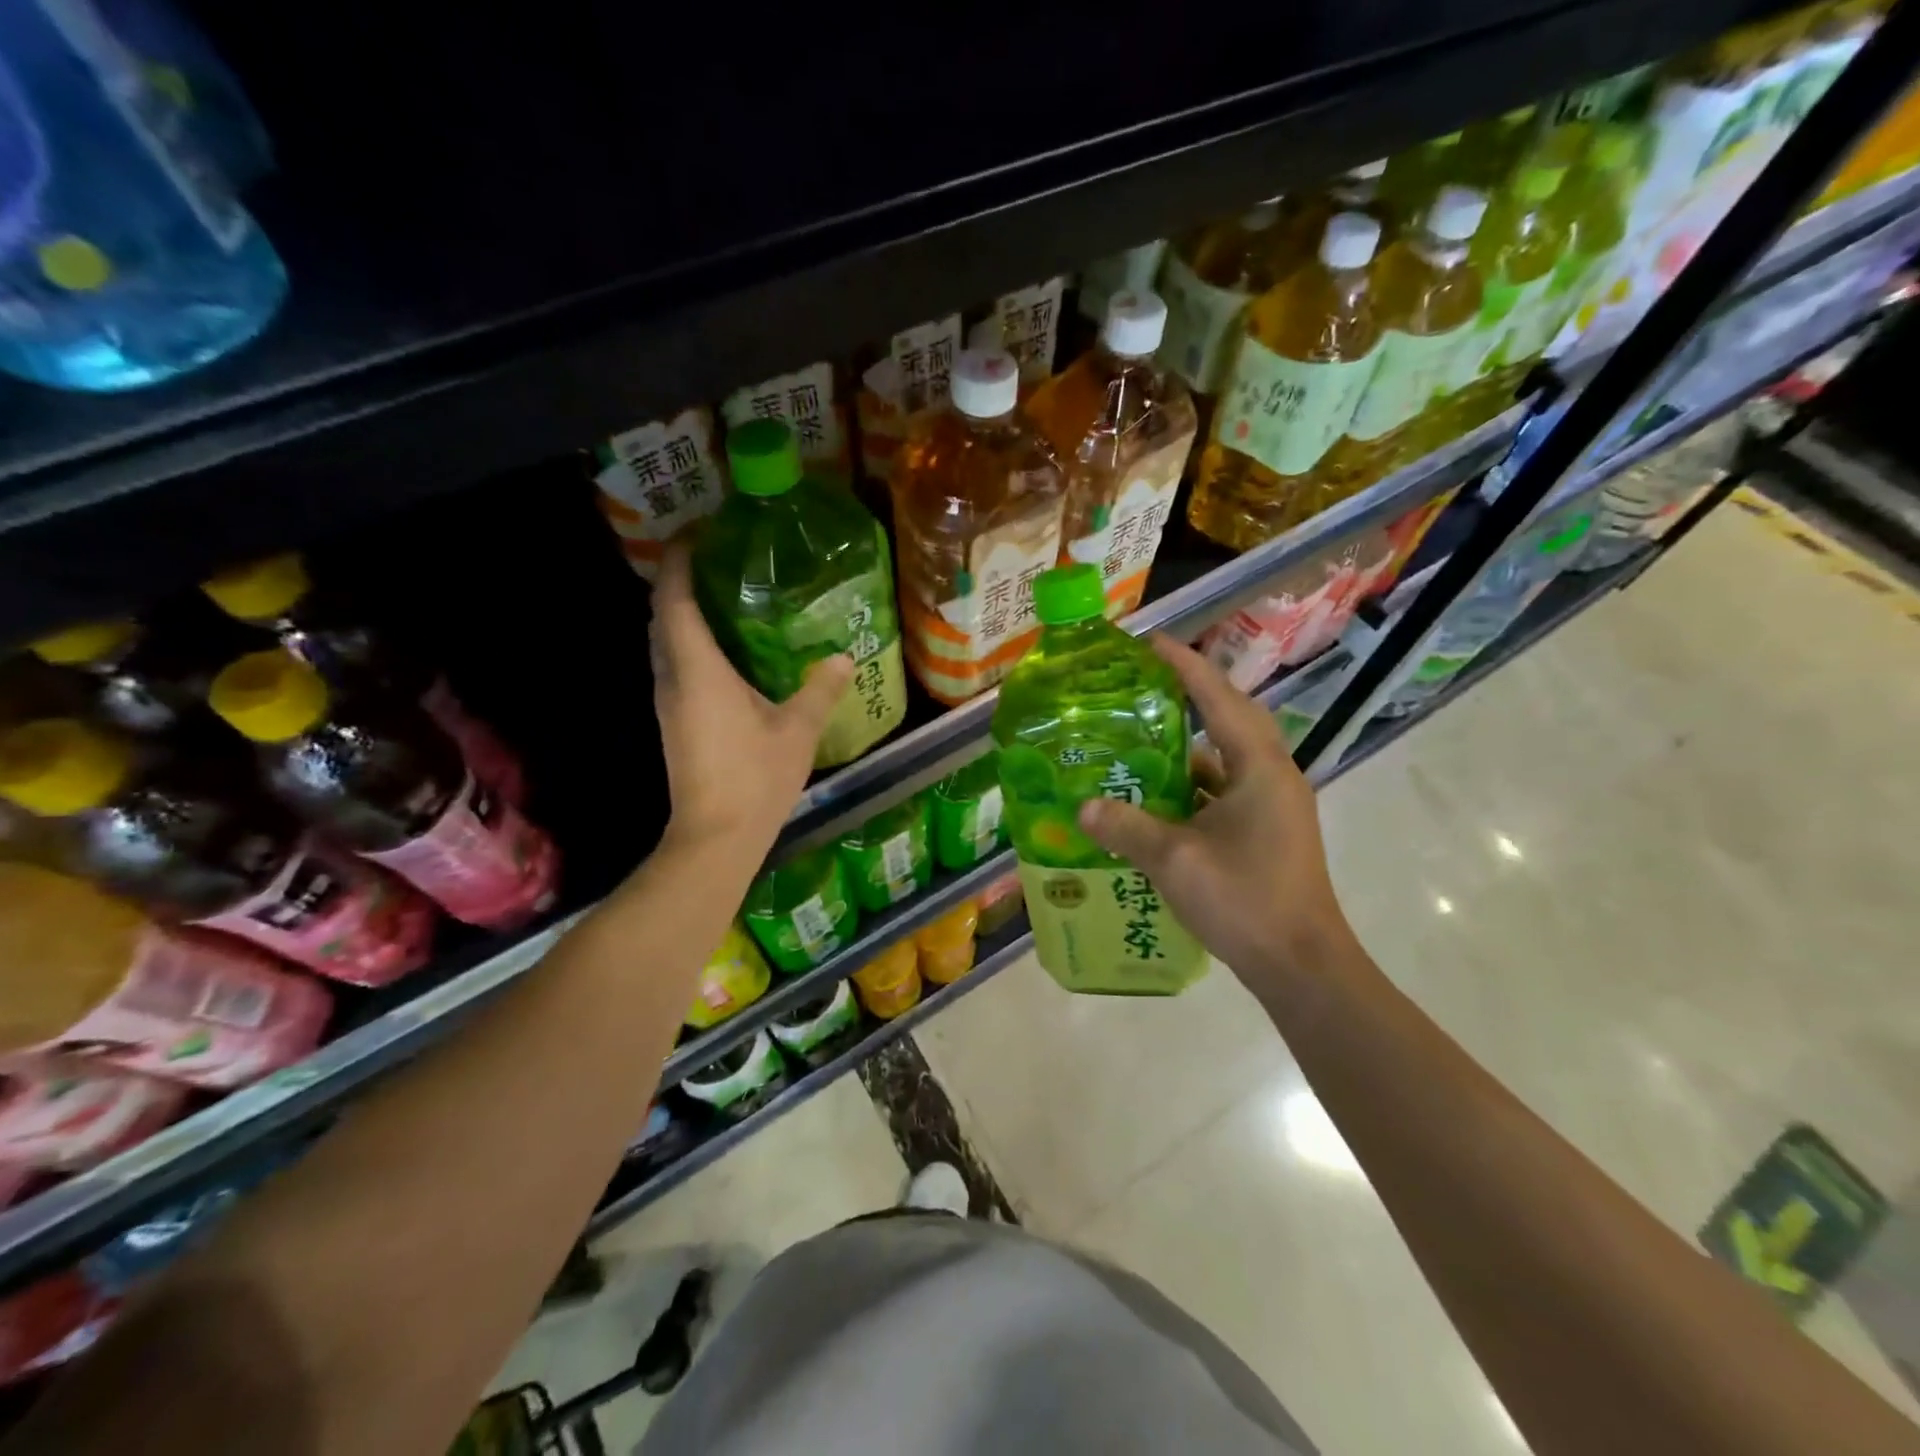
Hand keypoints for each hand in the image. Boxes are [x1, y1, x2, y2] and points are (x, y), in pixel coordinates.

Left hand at [649, 539, 852, 852]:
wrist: (715, 837)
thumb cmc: (754, 778)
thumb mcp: (798, 731)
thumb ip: (819, 690)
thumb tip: (843, 658)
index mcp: (698, 670)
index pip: (673, 600)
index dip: (678, 561)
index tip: (696, 533)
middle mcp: (672, 679)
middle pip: (662, 616)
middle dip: (679, 582)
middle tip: (716, 560)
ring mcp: (668, 702)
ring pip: (664, 642)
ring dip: (681, 613)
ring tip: (721, 596)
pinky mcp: (673, 722)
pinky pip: (674, 665)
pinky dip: (689, 643)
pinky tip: (723, 650)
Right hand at [1078, 635, 1355, 981]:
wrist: (1302, 965)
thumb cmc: (1245, 901)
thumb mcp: (1176, 861)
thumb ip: (1127, 828)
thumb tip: (1085, 807)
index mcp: (1259, 768)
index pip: (1219, 699)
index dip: (1185, 666)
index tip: (1151, 642)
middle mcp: (1272, 776)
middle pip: (1230, 718)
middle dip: (1190, 695)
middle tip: (1144, 683)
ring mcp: (1272, 806)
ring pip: (1226, 758)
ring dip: (1188, 744)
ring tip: (1140, 736)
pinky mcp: (1266, 831)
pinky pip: (1224, 790)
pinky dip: (1192, 784)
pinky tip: (1156, 796)